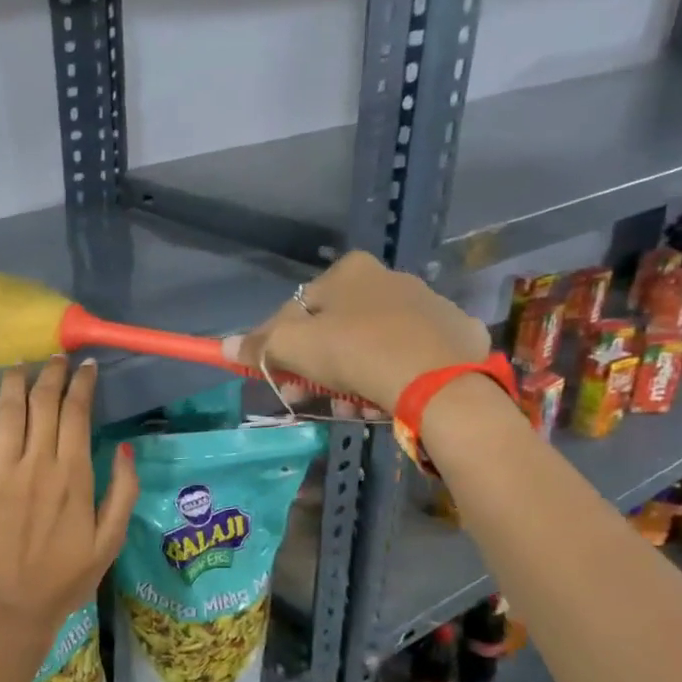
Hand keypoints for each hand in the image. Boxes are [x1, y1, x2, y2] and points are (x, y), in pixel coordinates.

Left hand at [0, 357, 138, 635]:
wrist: (15, 605)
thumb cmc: (67, 576)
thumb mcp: (110, 540)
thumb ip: (122, 491)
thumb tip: (123, 447)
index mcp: (72, 474)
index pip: (77, 412)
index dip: (82, 383)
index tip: (87, 366)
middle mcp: (36, 462)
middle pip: (43, 402)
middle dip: (52, 373)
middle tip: (56, 358)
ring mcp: (0, 470)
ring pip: (7, 410)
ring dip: (14, 380)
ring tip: (21, 364)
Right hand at [226, 253, 490, 411]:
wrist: (439, 381)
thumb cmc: (356, 352)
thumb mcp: (292, 347)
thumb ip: (258, 345)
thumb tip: (226, 346)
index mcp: (350, 271)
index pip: (297, 308)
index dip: (279, 345)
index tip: (275, 377)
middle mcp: (390, 278)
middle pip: (335, 330)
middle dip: (316, 369)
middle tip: (307, 399)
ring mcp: (429, 307)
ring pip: (370, 349)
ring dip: (350, 382)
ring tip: (349, 410)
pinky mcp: (455, 337)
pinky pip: (408, 360)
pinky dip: (390, 381)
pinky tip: (382, 404)